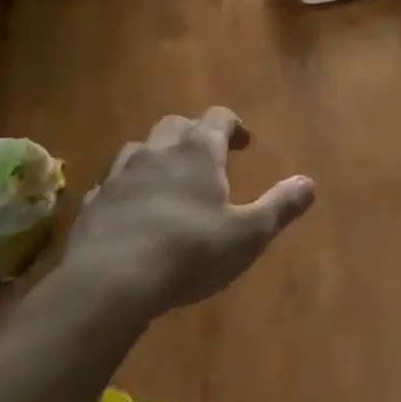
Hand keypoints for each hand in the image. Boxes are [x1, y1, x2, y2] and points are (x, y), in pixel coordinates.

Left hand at [59, 108, 314, 321]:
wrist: (108, 283)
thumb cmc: (189, 251)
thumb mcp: (248, 234)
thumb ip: (280, 206)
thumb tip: (309, 183)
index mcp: (199, 151)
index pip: (218, 117)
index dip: (233, 125)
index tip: (243, 143)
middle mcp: (158, 152)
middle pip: (176, 125)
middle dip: (193, 134)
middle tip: (207, 158)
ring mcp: (120, 176)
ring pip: (139, 149)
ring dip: (156, 156)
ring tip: (168, 180)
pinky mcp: (92, 204)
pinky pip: (111, 183)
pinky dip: (126, 188)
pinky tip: (131, 210)